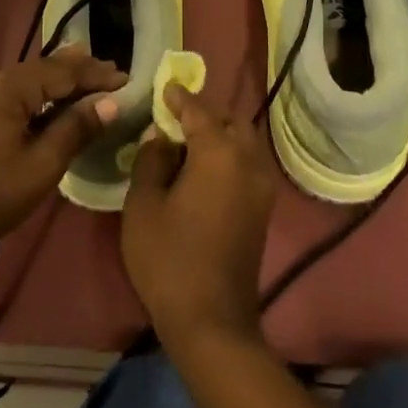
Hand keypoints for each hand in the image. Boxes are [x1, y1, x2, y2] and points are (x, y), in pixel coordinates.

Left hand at [0, 46, 124, 249]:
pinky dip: (35, 97)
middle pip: (41, 70)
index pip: (60, 71)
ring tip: (87, 83)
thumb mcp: (42, 166)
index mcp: (6, 87)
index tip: (125, 76)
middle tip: (110, 73)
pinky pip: (8, 94)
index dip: (94, 73)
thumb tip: (110, 102)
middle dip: (77, 72)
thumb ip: (76, 129)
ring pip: (24, 81)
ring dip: (56, 84)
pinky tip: (49, 104)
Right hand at [122, 84, 276, 347]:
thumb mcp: (144, 205)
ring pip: (243, 141)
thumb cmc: (169, 259)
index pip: (198, 110)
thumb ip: (151, 160)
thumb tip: (162, 136)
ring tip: (188, 141)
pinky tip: (204, 167)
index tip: (165, 86)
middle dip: (205, 113)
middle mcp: (247, 160)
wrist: (212, 321)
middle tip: (176, 116)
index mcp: (219, 152)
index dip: (179, 97)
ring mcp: (261, 185)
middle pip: (229, 120)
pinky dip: (229, 154)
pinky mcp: (263, 208)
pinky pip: (247, 163)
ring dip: (220, 133)